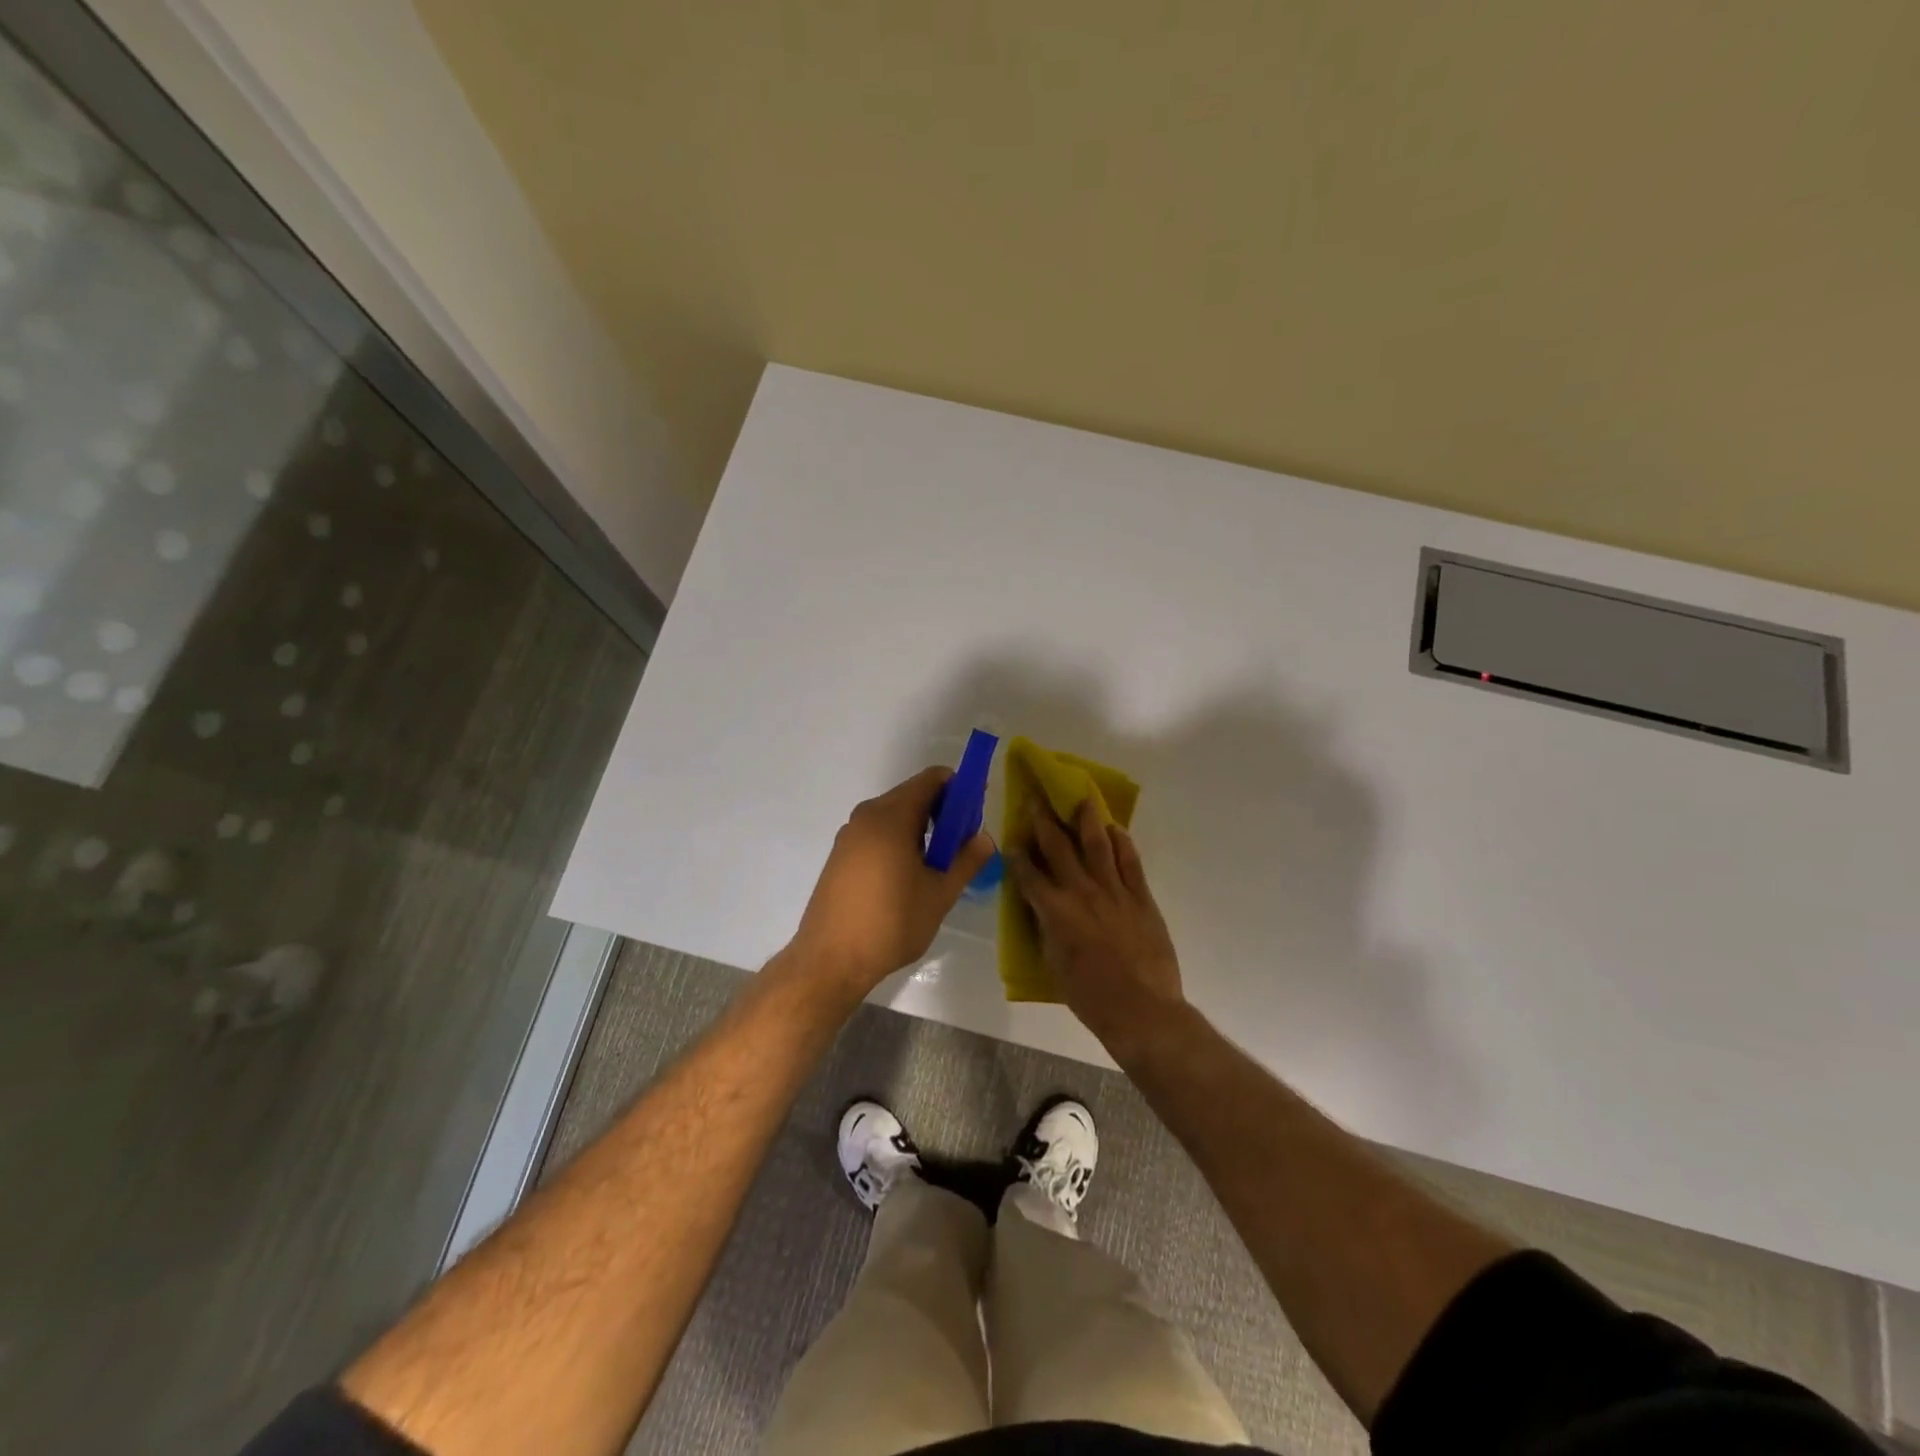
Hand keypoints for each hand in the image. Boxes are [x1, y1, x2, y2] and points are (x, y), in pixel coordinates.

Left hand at [789, 767, 995, 997]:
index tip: (976, 816)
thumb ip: (966, 860)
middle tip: (962, 846)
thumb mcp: (939, 894)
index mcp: (891, 816)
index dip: (960, 789)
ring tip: (938, 867)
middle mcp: (867, 816)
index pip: (933, 779)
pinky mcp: (840, 855)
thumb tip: (985, 838)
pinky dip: (900, 841)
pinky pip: (878, 834)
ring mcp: (849, 835)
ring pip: (895, 816)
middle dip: (943, 813)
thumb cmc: (890, 924)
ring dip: (922, 830)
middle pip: (913, 795)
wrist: (830, 960)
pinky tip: (908, 877)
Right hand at [1009, 797, 1186, 1060]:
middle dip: (1044, 821)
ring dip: (1087, 820)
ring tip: (1083, 798)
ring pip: (1098, 845)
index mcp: (1054, 911)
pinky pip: (1130, 862)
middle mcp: (1081, 892)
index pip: (1028, 875)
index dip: (1017, 855)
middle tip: (1037, 798)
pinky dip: (1122, 843)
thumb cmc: (1090, 997)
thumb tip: (1041, 908)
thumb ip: (1046, 929)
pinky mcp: (1141, 897)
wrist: (1142, 1010)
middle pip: (1059, 848)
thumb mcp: (1053, 964)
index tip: (1012, 839)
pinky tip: (1116, 829)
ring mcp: (1114, 891)